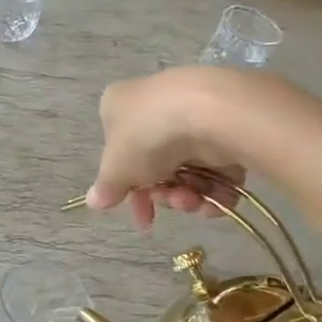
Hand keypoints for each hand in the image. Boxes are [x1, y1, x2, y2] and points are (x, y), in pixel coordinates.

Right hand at [84, 68, 264, 229]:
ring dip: (187, 196)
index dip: (127, 188)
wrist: (211, 113)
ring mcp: (194, 114)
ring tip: (192, 200)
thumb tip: (93, 201)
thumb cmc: (148, 136)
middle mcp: (156, 106)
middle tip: (169, 203)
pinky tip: (214, 200)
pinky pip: (218, 167)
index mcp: (120, 106)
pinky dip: (215, 190)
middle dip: (162, 194)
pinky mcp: (228, 126)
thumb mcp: (116, 169)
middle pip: (156, 165)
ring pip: (188, 169)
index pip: (119, 151)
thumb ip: (106, 188)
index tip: (140, 215)